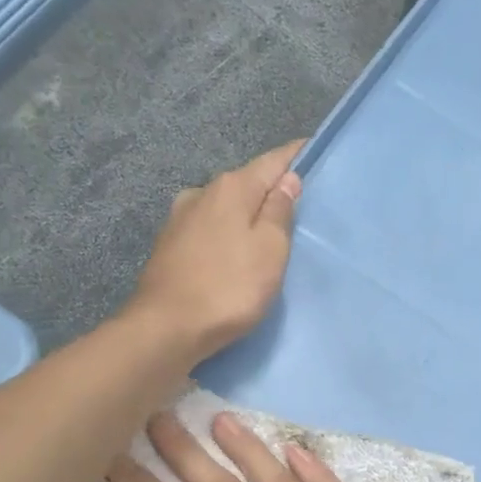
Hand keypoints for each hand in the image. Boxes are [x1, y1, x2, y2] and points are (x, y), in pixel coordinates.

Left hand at [126, 141, 302, 359]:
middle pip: (246, 183)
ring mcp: (180, 219)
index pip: (273, 160)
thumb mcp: (270, 250)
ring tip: (268, 234)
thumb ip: (280, 211)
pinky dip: (227, 234)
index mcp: (231, 188)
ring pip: (225, 207)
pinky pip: (210, 229)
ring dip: (246, 215)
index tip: (314, 152)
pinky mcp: (169, 246)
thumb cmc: (229, 287)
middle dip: (271, 190)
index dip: (296, 156)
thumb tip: (287, 179)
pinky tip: (234, 253)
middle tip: (299, 206)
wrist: (166, 329)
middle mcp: (202, 193)